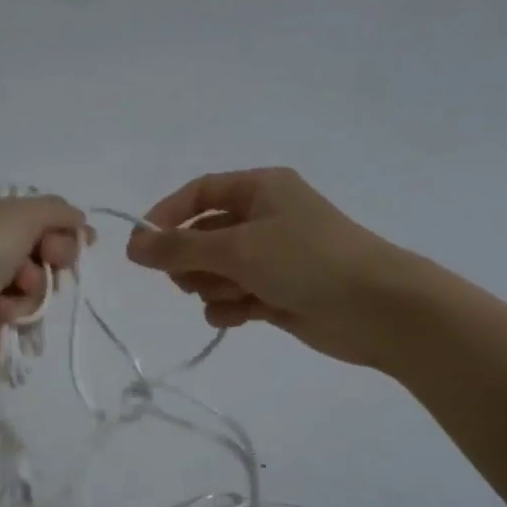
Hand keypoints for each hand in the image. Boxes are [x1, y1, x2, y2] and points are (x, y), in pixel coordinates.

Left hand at [0, 191, 86, 382]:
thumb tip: (78, 220)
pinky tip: (1, 314)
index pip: (33, 215)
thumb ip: (56, 211)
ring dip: (34, 288)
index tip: (84, 238)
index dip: (61, 227)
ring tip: (15, 291)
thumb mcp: (22, 214)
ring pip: (34, 285)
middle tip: (52, 260)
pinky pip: (21, 314)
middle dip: (51, 257)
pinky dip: (18, 312)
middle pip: (39, 251)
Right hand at [126, 167, 433, 370]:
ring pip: (215, 272)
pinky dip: (230, 308)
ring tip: (234, 297)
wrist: (374, 308)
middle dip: (192, 262)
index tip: (141, 248)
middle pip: (202, 236)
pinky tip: (241, 317)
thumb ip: (178, 248)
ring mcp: (271, 259)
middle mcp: (264, 218)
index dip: (166, 217)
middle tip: (190, 279)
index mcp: (260, 189)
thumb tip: (132, 246)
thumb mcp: (236, 248)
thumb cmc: (305, 261)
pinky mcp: (276, 293)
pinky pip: (234, 298)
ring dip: (213, 288)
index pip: (198, 194)